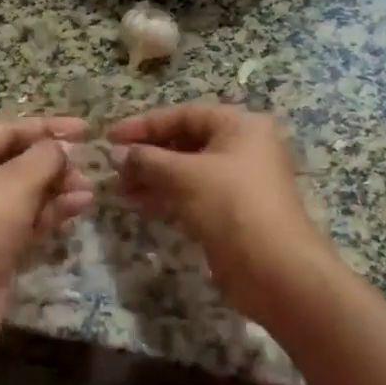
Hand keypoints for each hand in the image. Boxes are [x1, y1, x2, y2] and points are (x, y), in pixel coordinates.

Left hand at [0, 116, 93, 354]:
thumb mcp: (17, 182)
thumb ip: (45, 157)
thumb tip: (62, 147)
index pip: (7, 130)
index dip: (45, 127)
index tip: (84, 129)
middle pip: (16, 161)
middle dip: (54, 162)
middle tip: (86, 166)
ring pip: (25, 191)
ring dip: (57, 187)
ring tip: (89, 190)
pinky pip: (27, 218)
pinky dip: (51, 211)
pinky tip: (80, 206)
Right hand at [108, 103, 331, 323]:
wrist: (275, 269)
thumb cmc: (231, 205)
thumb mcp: (184, 175)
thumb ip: (147, 159)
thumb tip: (117, 154)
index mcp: (239, 126)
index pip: (183, 115)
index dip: (144, 124)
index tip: (110, 137)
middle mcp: (242, 148)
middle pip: (185, 141)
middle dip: (147, 154)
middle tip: (113, 168)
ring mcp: (238, 181)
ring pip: (187, 170)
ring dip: (153, 177)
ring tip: (120, 189)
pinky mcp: (231, 211)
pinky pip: (193, 194)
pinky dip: (167, 196)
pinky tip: (139, 203)